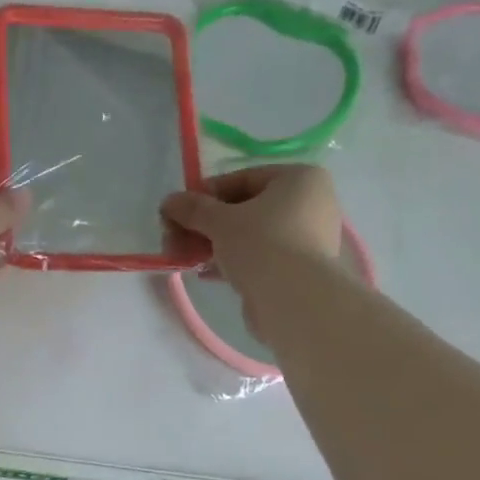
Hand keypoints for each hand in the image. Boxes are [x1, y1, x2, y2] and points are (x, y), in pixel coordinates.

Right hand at [160, 165, 343, 336]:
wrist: (294, 300)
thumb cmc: (261, 245)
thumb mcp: (220, 222)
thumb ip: (193, 209)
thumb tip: (169, 201)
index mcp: (300, 178)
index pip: (242, 179)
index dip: (205, 194)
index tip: (178, 211)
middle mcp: (310, 203)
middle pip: (245, 209)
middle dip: (205, 225)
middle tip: (174, 239)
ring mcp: (307, 238)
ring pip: (250, 235)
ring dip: (213, 244)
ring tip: (185, 258)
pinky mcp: (298, 269)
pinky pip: (259, 257)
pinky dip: (232, 262)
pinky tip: (205, 272)